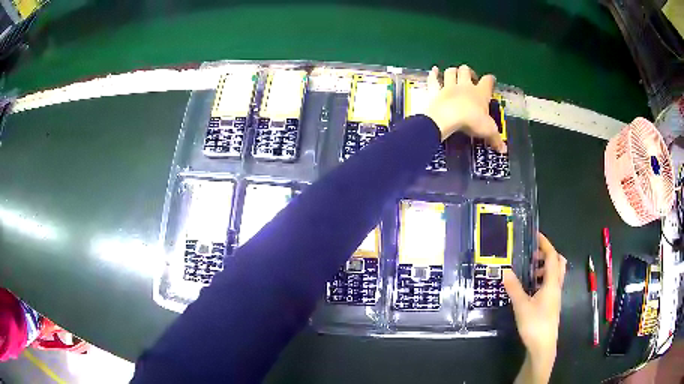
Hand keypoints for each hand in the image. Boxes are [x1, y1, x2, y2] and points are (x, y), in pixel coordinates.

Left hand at [426, 65, 506, 152]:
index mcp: (480, 93)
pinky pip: (433, 79)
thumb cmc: (472, 121)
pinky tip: (434, 69)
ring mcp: (448, 87)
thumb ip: (495, 138)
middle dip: (469, 71)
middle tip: (471, 77)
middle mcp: (464, 86)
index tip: (491, 79)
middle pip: (466, 71)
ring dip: (453, 71)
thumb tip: (504, 150)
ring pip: (451, 72)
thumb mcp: (488, 131)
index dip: (490, 80)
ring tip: (454, 73)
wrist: (448, 117)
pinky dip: (433, 74)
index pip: (487, 82)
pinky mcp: (435, 91)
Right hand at [503, 232, 566, 383]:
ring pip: (555, 274)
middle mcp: (556, 286)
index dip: (545, 244)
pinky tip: (531, 289)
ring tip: (530, 271)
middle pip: (558, 263)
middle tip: (533, 255)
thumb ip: (514, 288)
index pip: (552, 257)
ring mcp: (555, 296)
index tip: (536, 235)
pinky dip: (543, 279)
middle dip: (548, 255)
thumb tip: (505, 270)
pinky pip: (551, 284)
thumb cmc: (535, 324)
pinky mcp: (552, 304)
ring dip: (545, 268)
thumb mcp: (521, 305)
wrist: (543, 346)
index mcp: (552, 283)